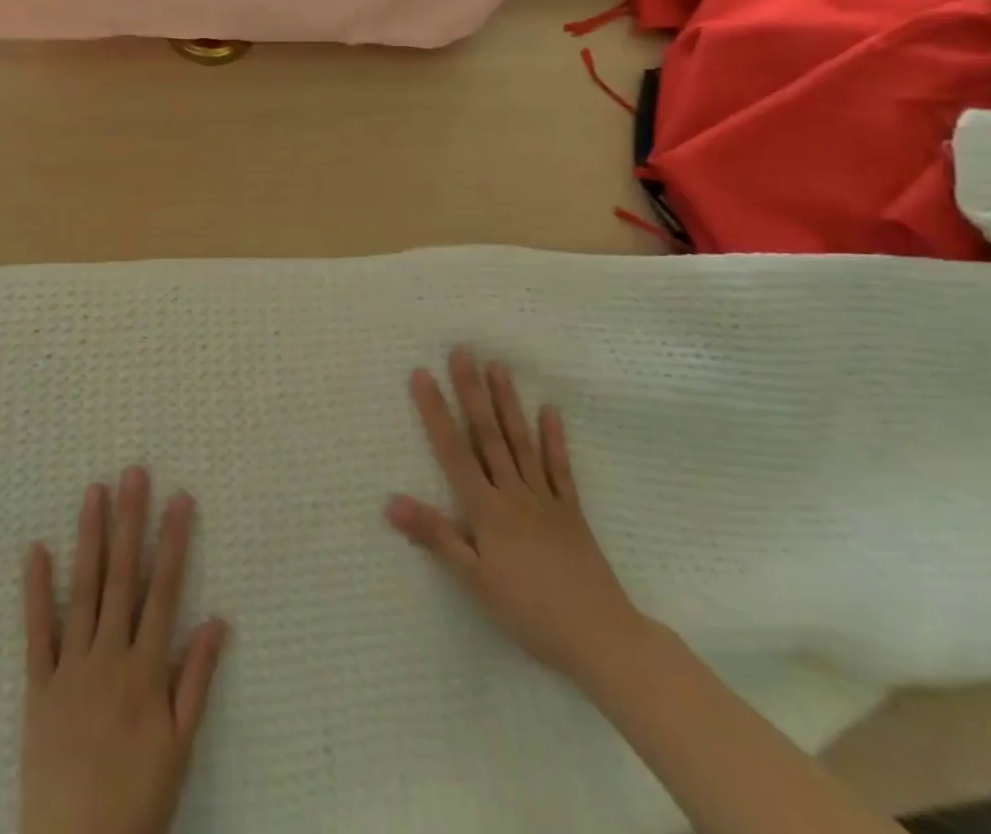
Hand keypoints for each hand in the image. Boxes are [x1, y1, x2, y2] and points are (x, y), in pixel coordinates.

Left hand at [21, 468, 229, 833]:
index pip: (164, 590)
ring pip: (83, 591)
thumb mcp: (181, 747)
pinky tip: (36, 550)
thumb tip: (217, 619)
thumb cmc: (138, 801)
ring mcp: (71, 668)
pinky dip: (36, 590)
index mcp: (147, 669)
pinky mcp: (38, 688)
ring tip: (94, 492)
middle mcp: (110, 657)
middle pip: (122, 577)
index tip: (180, 498)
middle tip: (133, 474)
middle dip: (130, 522)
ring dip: (90, 538)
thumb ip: (197, 680)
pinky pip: (37, 633)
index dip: (174, 541)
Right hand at [387, 347, 647, 685]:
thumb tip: (390, 502)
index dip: (435, 411)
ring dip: (508, 403)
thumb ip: (435, 536)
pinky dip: (554, 439)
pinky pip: (560, 469)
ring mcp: (545, 499)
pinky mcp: (571, 512)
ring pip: (521, 442)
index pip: (453, 450)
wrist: (600, 638)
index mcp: (486, 509)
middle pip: (488, 435)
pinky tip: (550, 410)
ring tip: (499, 366)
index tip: (422, 374)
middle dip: (472, 392)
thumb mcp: (474, 580)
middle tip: (463, 351)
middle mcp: (514, 493)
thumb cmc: (528, 611)